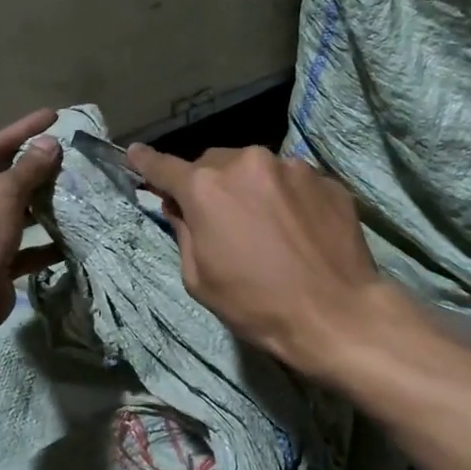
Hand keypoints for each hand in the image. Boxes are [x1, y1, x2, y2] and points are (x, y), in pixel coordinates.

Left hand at [0, 109, 62, 335]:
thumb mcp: (3, 194)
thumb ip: (29, 168)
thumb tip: (50, 144)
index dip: (22, 130)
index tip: (52, 116)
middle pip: (1, 180)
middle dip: (34, 170)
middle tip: (67, 156)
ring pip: (13, 213)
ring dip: (41, 206)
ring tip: (73, 191)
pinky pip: (21, 247)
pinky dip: (43, 244)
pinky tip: (69, 238)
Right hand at [126, 143, 396, 377]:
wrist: (336, 314)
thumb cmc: (257, 305)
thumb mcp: (200, 279)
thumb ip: (184, 232)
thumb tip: (179, 207)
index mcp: (207, 188)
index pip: (164, 167)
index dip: (146, 163)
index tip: (134, 155)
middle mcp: (247, 163)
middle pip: (214, 164)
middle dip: (209, 184)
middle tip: (218, 217)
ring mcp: (291, 167)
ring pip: (256, 169)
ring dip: (250, 188)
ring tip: (266, 226)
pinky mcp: (325, 179)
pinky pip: (292, 181)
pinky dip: (286, 197)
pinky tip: (298, 229)